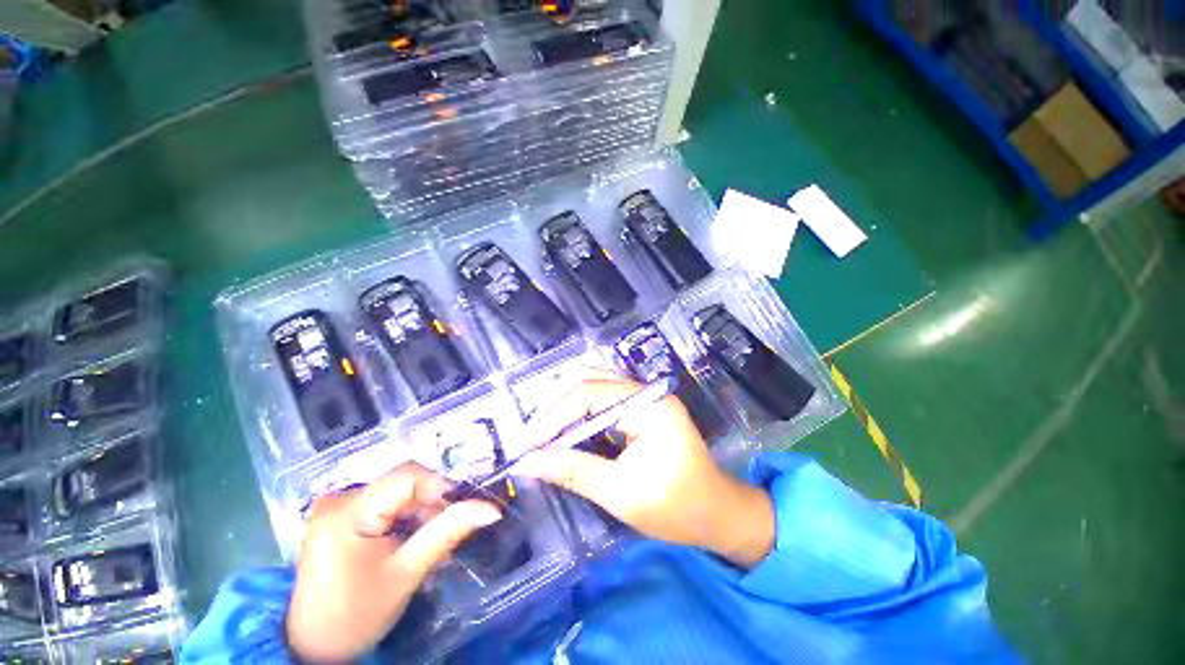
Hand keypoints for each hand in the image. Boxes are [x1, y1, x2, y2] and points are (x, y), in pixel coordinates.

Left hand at [286, 464, 501, 662]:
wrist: (313, 649)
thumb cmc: (356, 616)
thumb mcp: (407, 573)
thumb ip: (449, 532)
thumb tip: (491, 509)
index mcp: (347, 511)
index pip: (408, 477)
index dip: (441, 487)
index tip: (464, 509)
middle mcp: (339, 499)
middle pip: (403, 486)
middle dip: (433, 507)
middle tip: (450, 536)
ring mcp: (337, 508)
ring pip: (398, 495)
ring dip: (422, 516)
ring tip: (435, 547)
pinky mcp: (340, 518)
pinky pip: (385, 507)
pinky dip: (406, 522)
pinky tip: (414, 544)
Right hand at [517, 369, 774, 567]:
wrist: (717, 514)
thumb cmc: (677, 507)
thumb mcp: (622, 494)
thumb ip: (574, 472)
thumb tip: (528, 462)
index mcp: (650, 405)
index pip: (592, 394)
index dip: (555, 416)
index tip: (529, 443)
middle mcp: (647, 391)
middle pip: (592, 383)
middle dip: (558, 408)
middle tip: (532, 437)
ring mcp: (645, 397)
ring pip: (595, 387)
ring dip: (566, 407)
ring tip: (543, 432)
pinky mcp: (641, 408)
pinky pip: (604, 399)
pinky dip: (580, 412)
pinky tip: (565, 429)